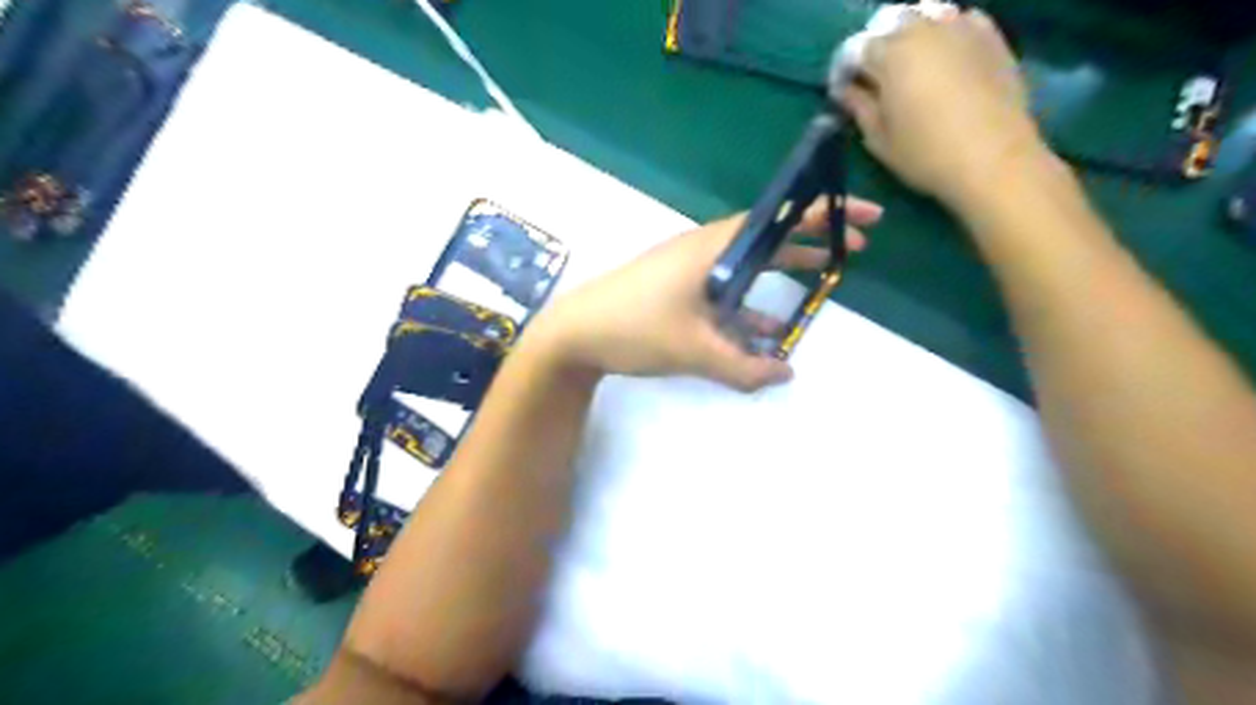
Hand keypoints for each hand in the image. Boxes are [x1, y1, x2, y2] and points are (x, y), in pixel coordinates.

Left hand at [525, 199, 881, 393]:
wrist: (574, 334)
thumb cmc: (633, 329)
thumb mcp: (692, 349)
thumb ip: (742, 366)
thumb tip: (787, 374)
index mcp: (712, 248)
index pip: (777, 220)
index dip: (822, 214)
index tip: (864, 215)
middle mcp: (704, 251)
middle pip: (767, 238)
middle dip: (811, 241)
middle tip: (854, 248)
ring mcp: (689, 270)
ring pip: (748, 266)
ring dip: (783, 272)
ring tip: (821, 280)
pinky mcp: (678, 290)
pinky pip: (726, 291)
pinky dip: (750, 304)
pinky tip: (767, 327)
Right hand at [844, 10, 1051, 208]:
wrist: (993, 160)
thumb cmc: (925, 155)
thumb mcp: (879, 139)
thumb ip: (859, 107)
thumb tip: (848, 90)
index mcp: (890, 54)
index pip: (854, 49)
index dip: (843, 71)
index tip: (842, 93)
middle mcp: (924, 28)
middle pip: (888, 23)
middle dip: (876, 46)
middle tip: (874, 77)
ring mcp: (961, 26)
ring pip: (925, 14)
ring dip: (910, 34)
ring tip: (909, 64)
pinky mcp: (991, 36)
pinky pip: (961, 20)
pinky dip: (945, 32)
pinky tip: (944, 57)